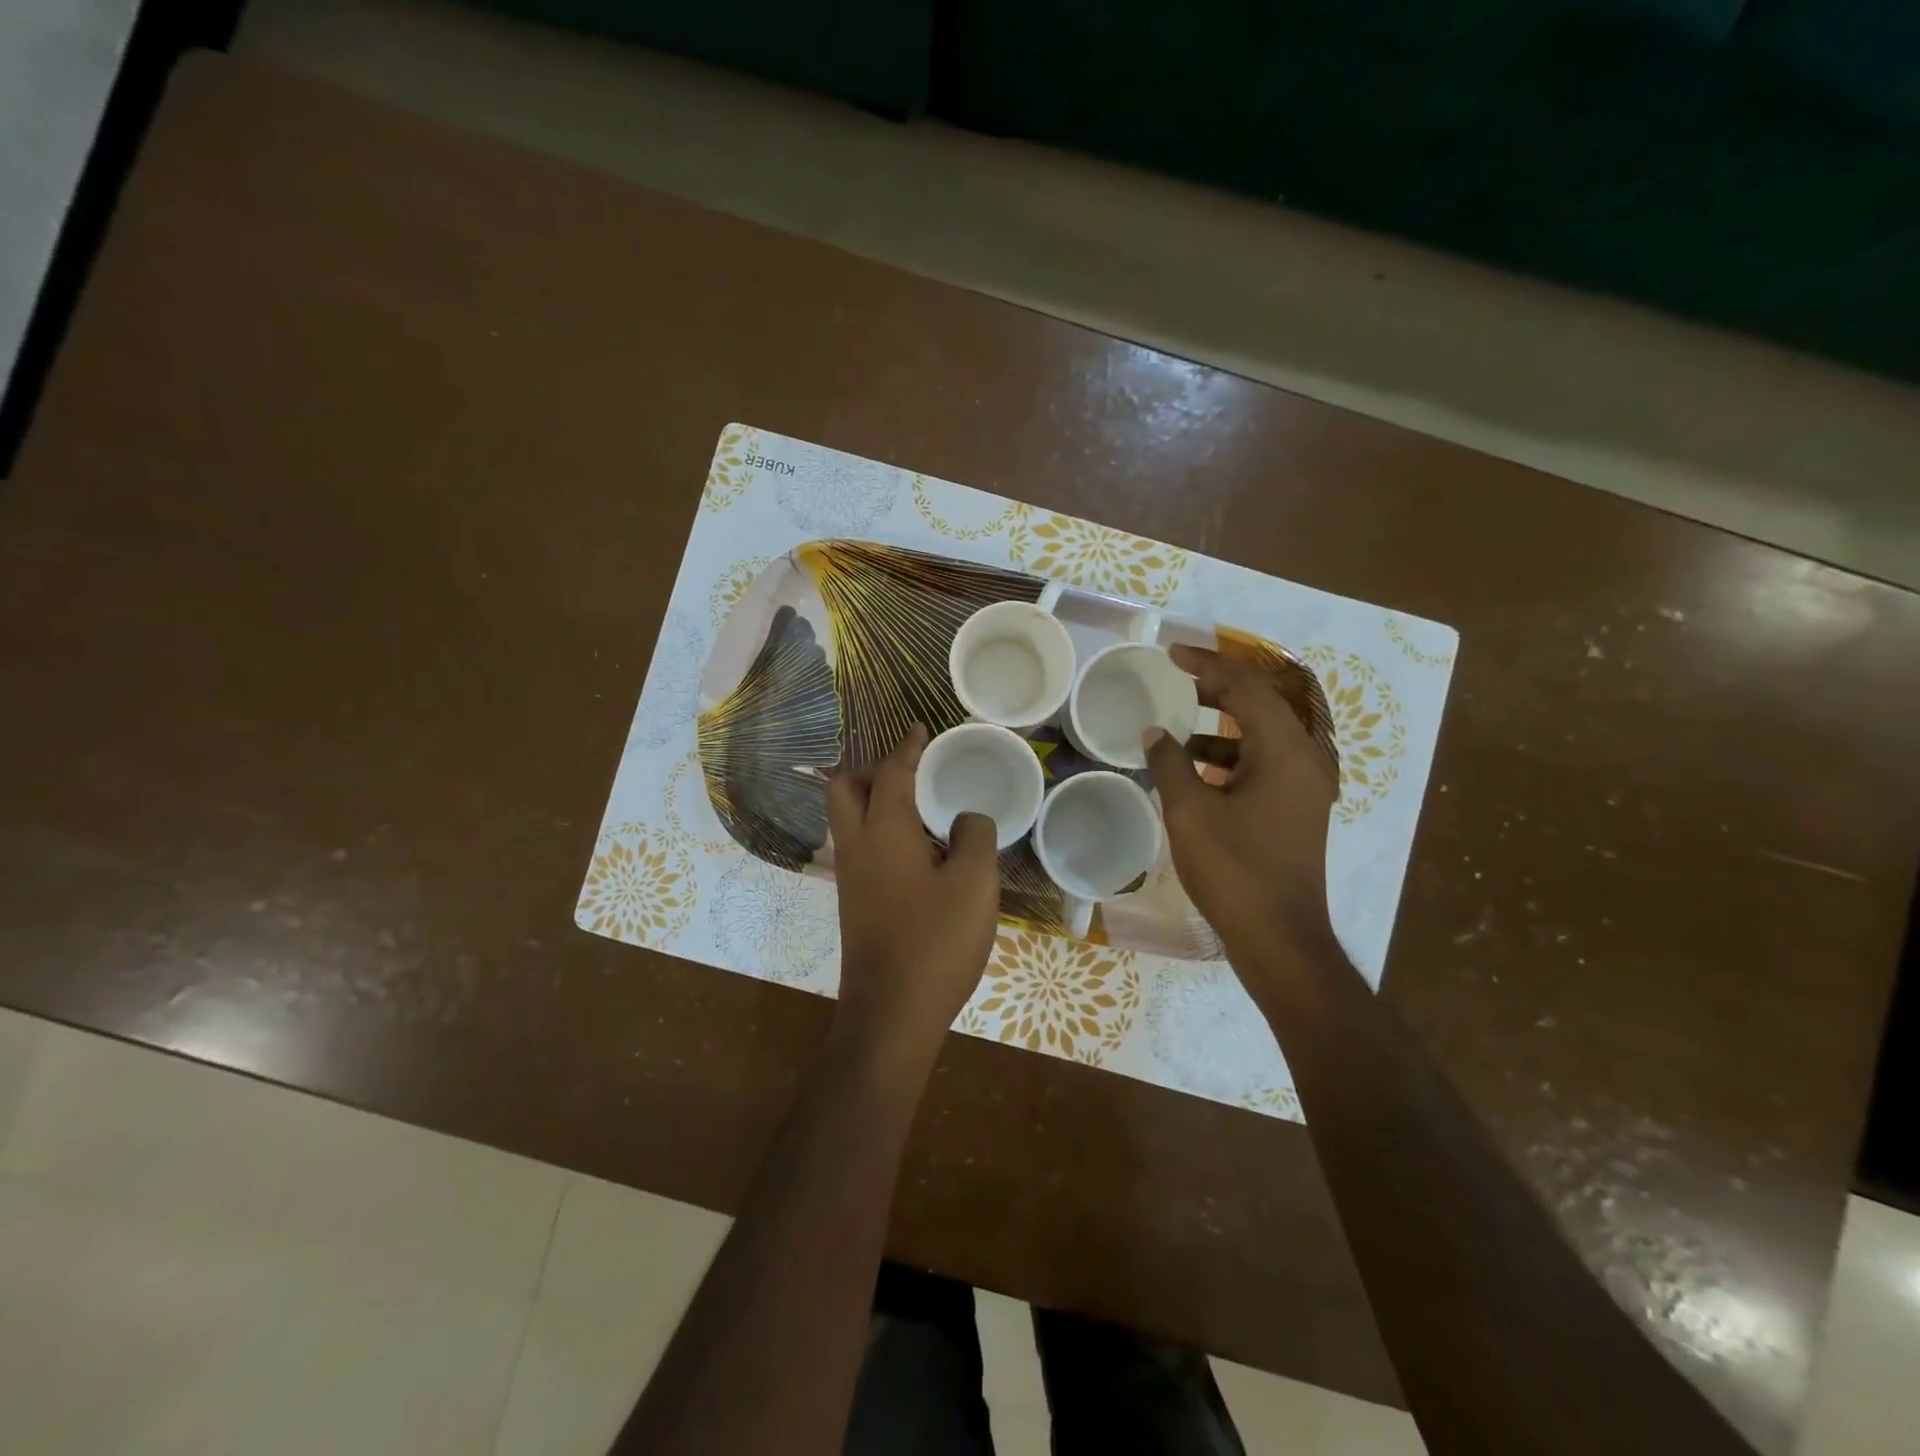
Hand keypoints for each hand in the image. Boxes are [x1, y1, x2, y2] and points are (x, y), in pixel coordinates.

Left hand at [827, 725, 1000, 1069]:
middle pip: (846, 787)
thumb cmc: (935, 942)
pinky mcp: (854, 900)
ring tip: (921, 803)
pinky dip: (880, 827)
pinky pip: (860, 843)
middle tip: (913, 769)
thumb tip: (967, 819)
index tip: (921, 729)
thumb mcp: (975, 883)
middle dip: (875, 767)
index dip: (907, 747)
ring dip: (875, 798)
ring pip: (849, 817)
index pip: (890, 772)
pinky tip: (918, 846)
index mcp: (883, 831)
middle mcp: (856, 845)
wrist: (891, 1013)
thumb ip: (975, 836)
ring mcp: (850, 875)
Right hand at [1144, 645, 1338, 968]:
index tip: (1171, 654)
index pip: (1246, 689)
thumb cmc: (1235, 869)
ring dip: (1222, 725)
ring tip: (1179, 723)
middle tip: (1177, 678)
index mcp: (1285, 752)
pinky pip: (1262, 765)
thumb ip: (1170, 763)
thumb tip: (1155, 732)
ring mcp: (1303, 788)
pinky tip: (1194, 768)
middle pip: (1261, 706)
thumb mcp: (1190, 812)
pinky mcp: (1295, 811)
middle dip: (1218, 688)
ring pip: (1261, 737)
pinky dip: (1229, 757)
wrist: (1279, 938)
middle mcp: (1304, 760)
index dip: (1208, 666)